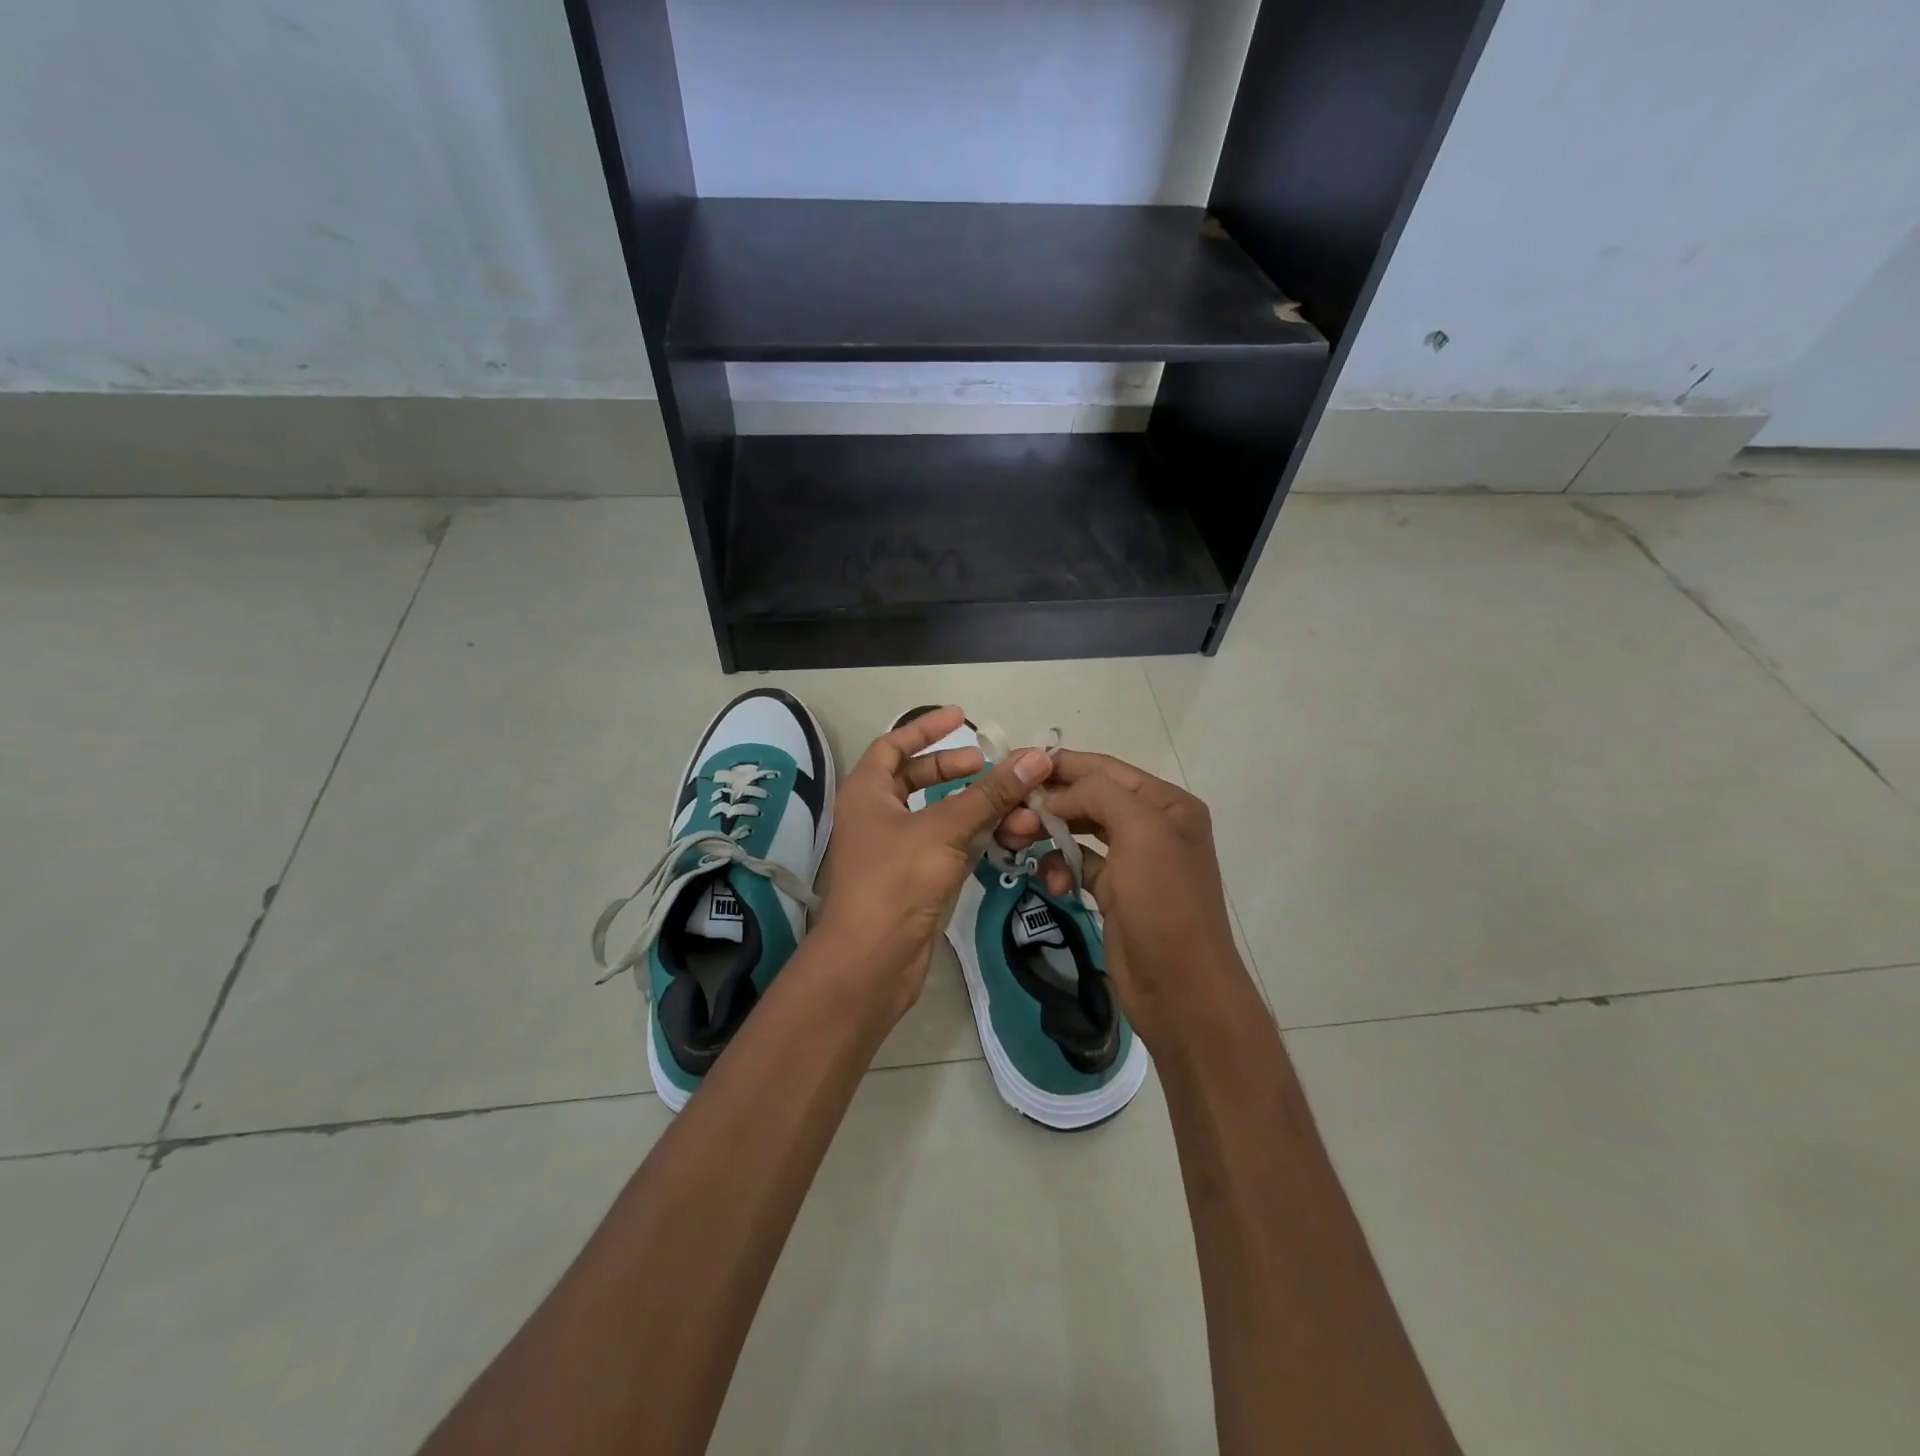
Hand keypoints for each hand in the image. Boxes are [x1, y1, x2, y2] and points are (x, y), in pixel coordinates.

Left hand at [814, 707, 1049, 1018]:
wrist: (873, 961)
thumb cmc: (897, 881)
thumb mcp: (945, 829)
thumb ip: (990, 794)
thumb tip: (1035, 758)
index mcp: (867, 792)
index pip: (893, 745)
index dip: (926, 728)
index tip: (961, 716)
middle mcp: (877, 815)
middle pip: (917, 778)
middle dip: (956, 770)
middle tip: (990, 766)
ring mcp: (895, 849)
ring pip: (938, 815)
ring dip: (974, 808)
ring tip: (1013, 805)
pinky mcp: (914, 878)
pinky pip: (947, 845)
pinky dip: (973, 837)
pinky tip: (1005, 835)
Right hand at [997, 750, 1249, 1051]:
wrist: (1181, 989)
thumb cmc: (1164, 903)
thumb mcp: (1140, 832)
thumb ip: (1098, 795)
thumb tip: (1053, 796)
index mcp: (1167, 803)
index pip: (1105, 769)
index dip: (1061, 763)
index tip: (1014, 763)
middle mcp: (1153, 825)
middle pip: (1090, 798)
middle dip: (1050, 802)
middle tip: (1009, 811)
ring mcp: (1134, 860)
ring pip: (1080, 831)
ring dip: (1049, 833)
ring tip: (1017, 841)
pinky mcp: (1115, 892)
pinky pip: (1079, 865)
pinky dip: (1061, 868)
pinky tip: (1051, 885)